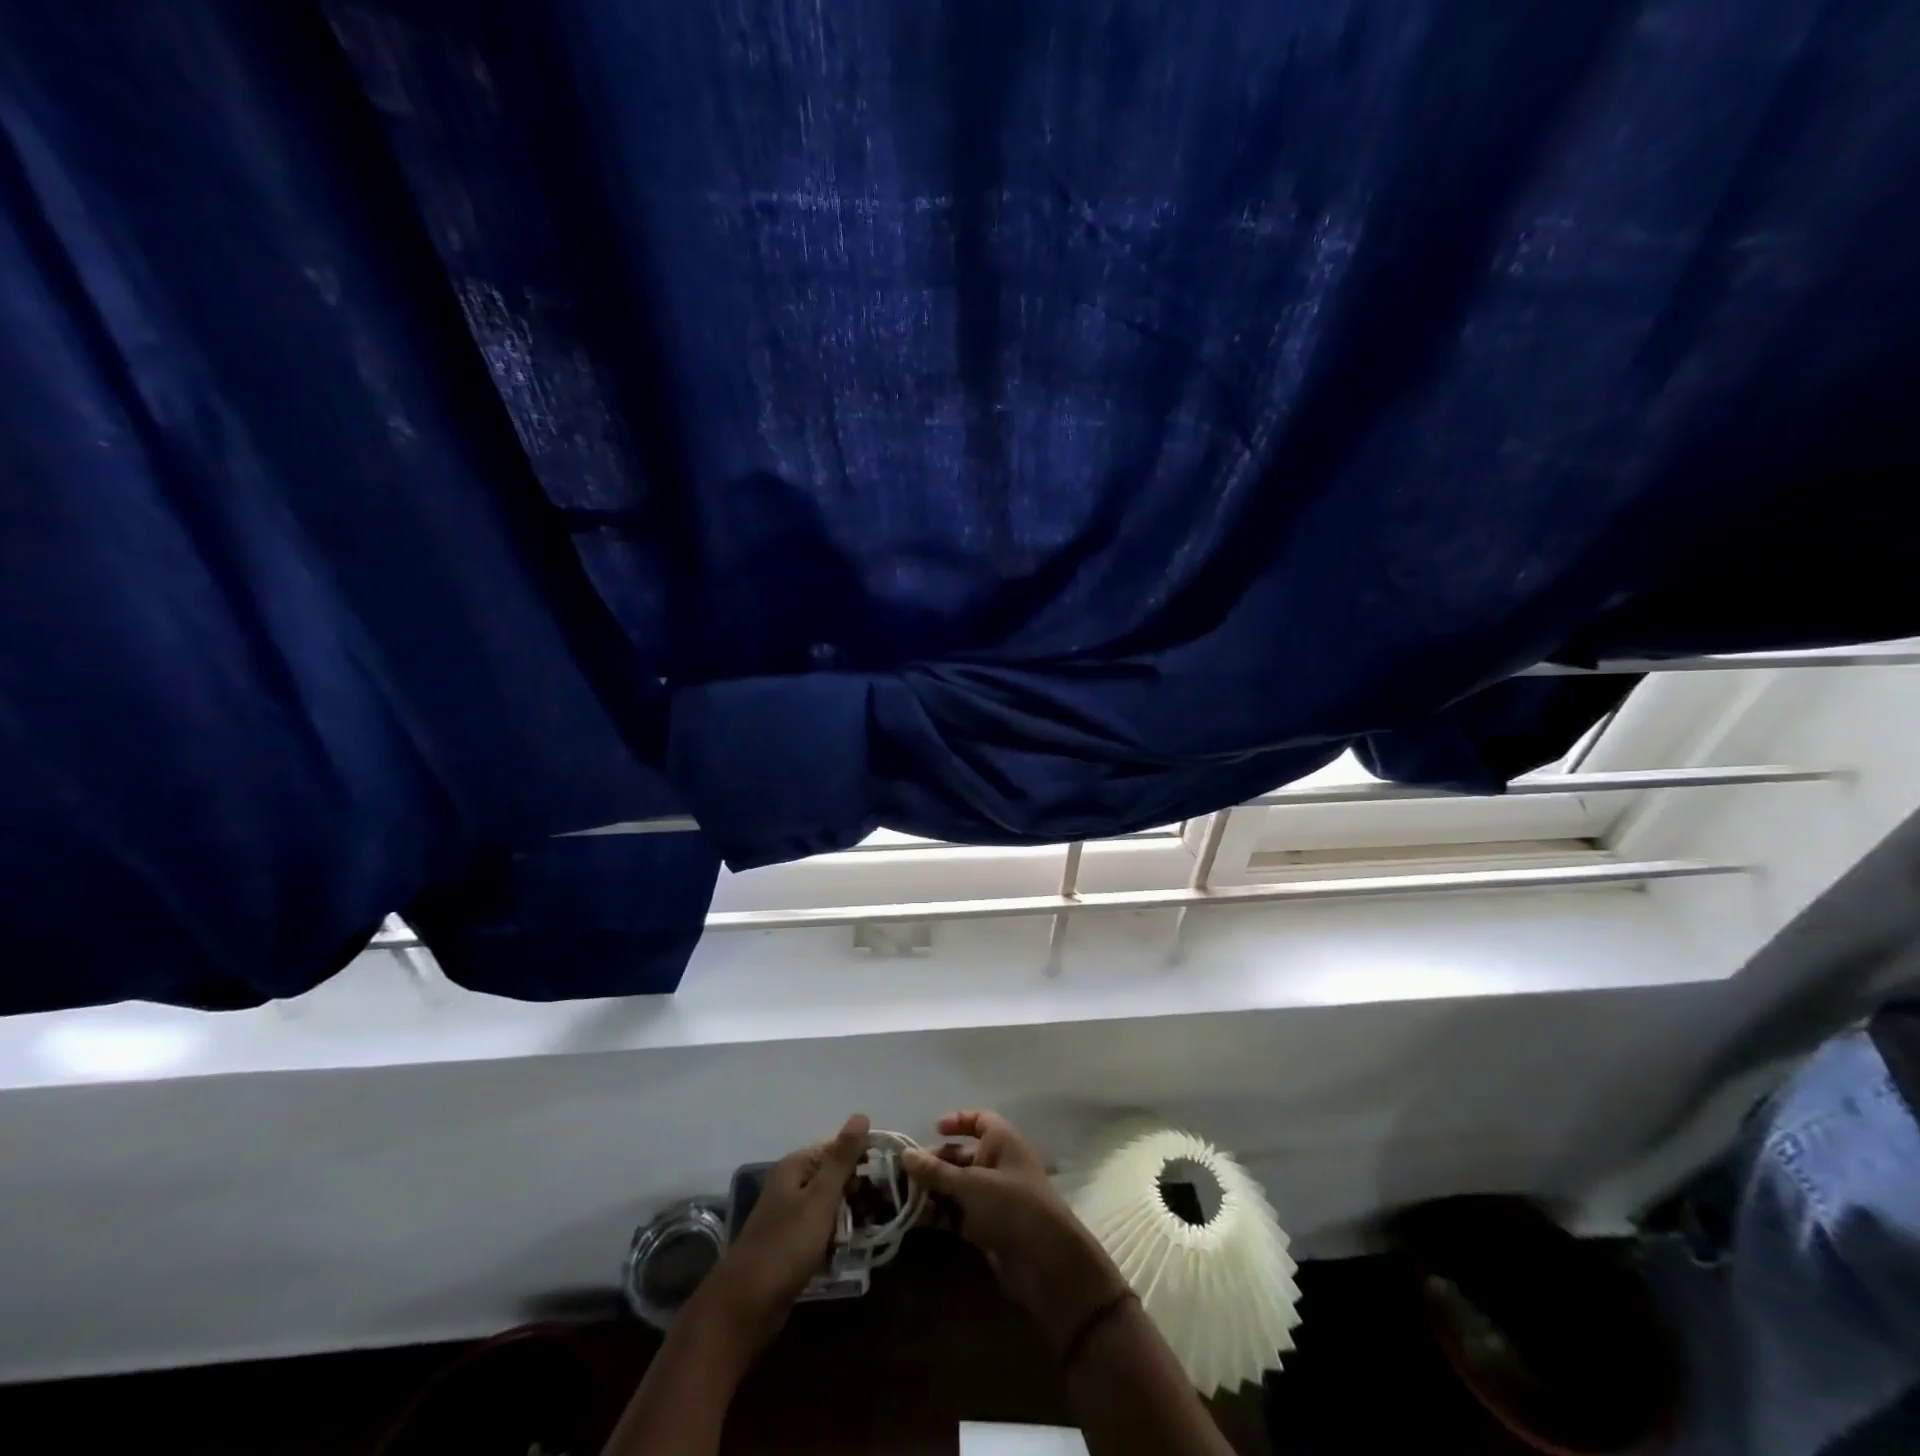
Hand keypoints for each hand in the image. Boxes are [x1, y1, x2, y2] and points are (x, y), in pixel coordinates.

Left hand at [696, 1113, 869, 1354]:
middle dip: (858, 1190)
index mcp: (796, 1166)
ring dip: (849, 1215)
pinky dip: (835, 1235)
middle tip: (882, 1207)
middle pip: (834, 1175)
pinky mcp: (791, 1244)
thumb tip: (861, 1114)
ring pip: (830, 1205)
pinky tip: (849, 1247)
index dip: (863, 1158)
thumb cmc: (786, 1245)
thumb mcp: (820, 1198)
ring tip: (871, 1227)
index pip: (838, 1147)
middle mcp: (791, 1184)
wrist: (746, 1307)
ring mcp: (790, 1215)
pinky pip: (821, 1229)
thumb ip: (842, 1158)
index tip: (888, 1174)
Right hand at [901, 1110, 1128, 1349]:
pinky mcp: (989, 1225)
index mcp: (1002, 1141)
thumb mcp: (970, 1185)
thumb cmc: (1011, 1206)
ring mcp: (994, 1196)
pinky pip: (960, 1212)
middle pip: (962, 1154)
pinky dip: (941, 1213)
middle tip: (904, 1173)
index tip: (932, 1129)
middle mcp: (998, 1163)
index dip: (957, 1121)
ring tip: (902, 1197)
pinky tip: (916, 1219)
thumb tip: (904, 1154)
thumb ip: (935, 1171)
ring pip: (958, 1186)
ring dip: (934, 1190)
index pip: (979, 1120)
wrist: (1046, 1262)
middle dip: (935, 1162)